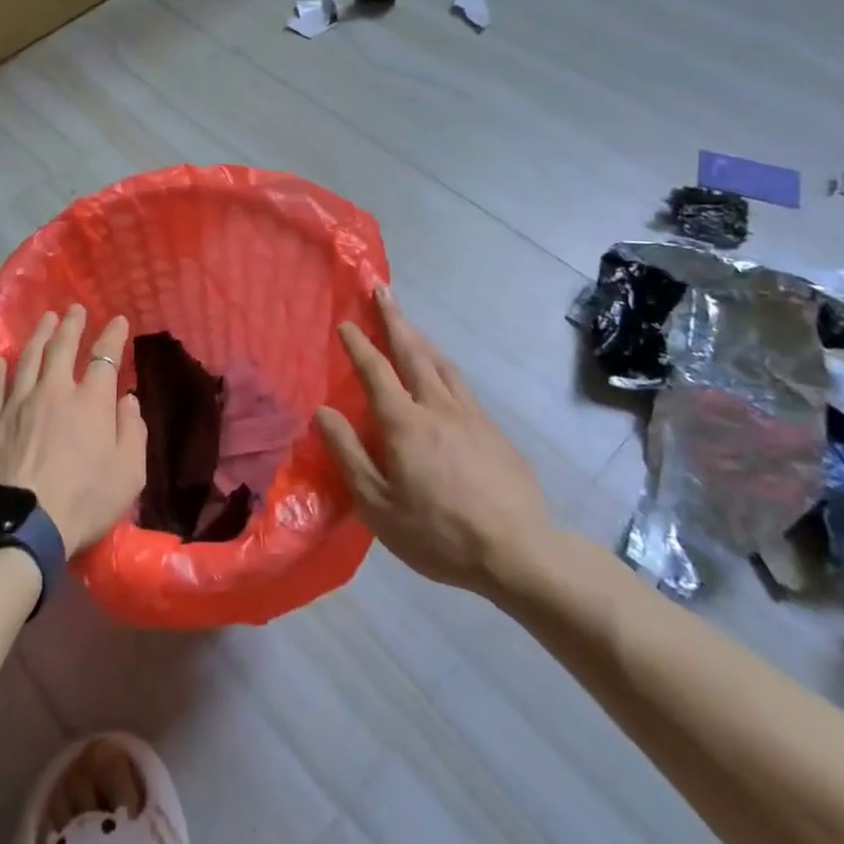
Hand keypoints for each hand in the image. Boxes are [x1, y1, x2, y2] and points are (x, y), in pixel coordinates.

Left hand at [0, 305, 147, 555]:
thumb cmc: (83, 502)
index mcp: (90, 402)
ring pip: (27, 359)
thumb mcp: (128, 474)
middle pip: (61, 347)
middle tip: (74, 309)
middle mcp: (53, 391)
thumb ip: (133, 432)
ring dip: (38, 336)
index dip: (112, 336)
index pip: (104, 357)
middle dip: (71, 325)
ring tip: (44, 320)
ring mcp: (16, 404)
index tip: (118, 321)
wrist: (20, 526)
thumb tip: (127, 400)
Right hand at [315, 287, 555, 602]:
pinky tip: (442, 374)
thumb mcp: (378, 505)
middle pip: (413, 352)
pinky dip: (443, 366)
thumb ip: (348, 454)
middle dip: (394, 319)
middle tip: (382, 290)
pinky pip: (461, 385)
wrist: (521, 554)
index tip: (345, 321)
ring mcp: (471, 416)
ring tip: (408, 323)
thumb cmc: (439, 534)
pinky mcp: (494, 431)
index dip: (359, 344)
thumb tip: (323, 411)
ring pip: (442, 364)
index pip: (376, 371)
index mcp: (405, 423)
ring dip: (420, 338)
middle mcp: (438, 407)